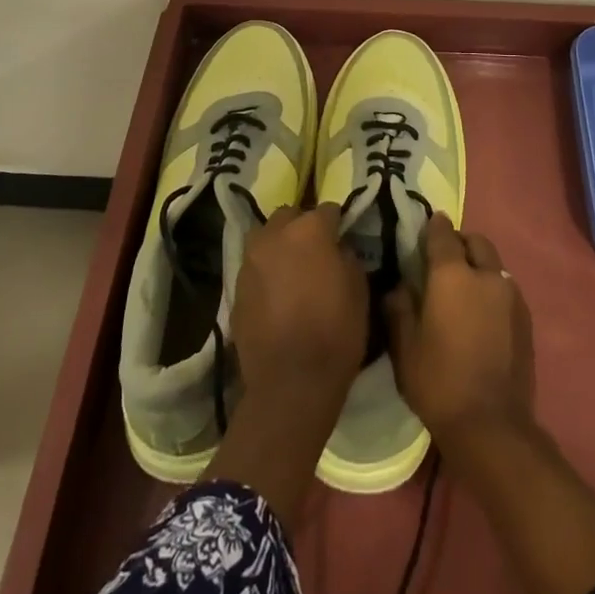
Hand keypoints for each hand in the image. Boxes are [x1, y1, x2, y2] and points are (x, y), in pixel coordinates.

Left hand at [231, 204, 366, 405]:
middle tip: (314, 249)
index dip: (337, 222)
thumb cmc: (335, 333)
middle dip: (302, 226)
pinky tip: (275, 293)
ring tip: (291, 268)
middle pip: (289, 216)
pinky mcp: (235, 287)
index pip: (327, 210)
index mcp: (309, 230)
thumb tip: (338, 249)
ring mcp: (250, 260)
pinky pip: (254, 267)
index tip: (343, 235)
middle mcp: (275, 235)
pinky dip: (265, 271)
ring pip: (265, 237)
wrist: (290, 383)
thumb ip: (348, 258)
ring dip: (279, 244)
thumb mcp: (359, 290)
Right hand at [384, 214, 534, 458]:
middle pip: (476, 241)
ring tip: (464, 289)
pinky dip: (493, 288)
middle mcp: (486, 275)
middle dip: (460, 242)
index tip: (424, 228)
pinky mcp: (526, 318)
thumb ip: (399, 307)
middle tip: (443, 261)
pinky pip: (506, 288)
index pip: (443, 233)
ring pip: (494, 264)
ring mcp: (511, 295)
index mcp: (452, 275)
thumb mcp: (404, 347)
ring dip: (479, 265)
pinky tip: (482, 314)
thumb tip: (399, 285)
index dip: (432, 227)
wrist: (492, 428)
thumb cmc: (439, 383)